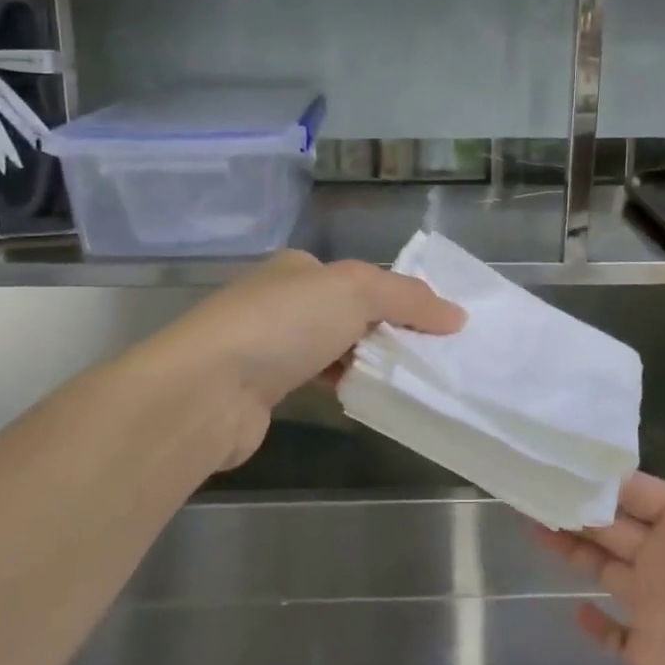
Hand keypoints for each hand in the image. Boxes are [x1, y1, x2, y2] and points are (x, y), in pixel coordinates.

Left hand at [163, 250, 464, 468]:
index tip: (436, 327)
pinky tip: (364, 397)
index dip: (400, 299)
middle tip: (429, 357)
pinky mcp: (262, 388)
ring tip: (407, 380)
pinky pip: (317, 380)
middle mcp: (281, 299)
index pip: (361, 278)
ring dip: (367, 361)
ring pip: (334, 347)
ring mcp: (268, 344)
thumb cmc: (284, 324)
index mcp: (299, 267)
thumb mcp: (357, 291)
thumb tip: (457, 316)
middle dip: (387, 332)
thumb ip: (409, 298)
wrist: (207, 390)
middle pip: (350, 313)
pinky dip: (342, 385)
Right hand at [539, 389, 664, 664]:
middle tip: (524, 480)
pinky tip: (570, 610)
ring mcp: (655, 609)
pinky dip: (593, 626)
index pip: (631, 488)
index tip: (554, 450)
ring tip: (528, 523)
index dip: (596, 472)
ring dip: (568, 550)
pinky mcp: (649, 658)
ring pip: (599, 569)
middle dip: (570, 503)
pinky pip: (612, 639)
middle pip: (605, 523)